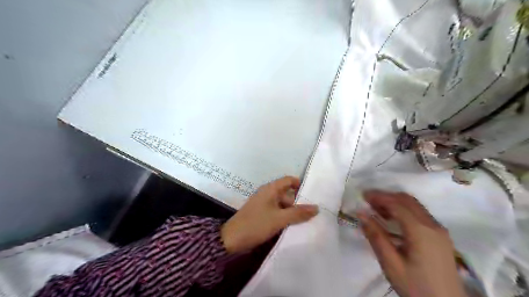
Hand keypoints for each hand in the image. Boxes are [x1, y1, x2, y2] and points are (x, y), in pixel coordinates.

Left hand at [221, 175, 317, 253]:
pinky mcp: (261, 213)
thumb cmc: (256, 224)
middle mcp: (267, 193)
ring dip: (292, 211)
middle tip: (313, 212)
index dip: (301, 184)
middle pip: (287, 193)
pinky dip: (285, 216)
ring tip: (306, 220)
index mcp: (270, 189)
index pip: (289, 180)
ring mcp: (263, 204)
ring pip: (282, 204)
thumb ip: (298, 213)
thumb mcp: (279, 219)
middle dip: (299, 201)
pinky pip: (277, 211)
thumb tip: (316, 207)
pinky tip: (293, 225)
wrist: (231, 239)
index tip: (313, 194)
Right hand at [360, 190, 465, 296]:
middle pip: (408, 200)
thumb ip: (376, 236)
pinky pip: (420, 214)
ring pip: (415, 206)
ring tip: (377, 209)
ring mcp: (439, 230)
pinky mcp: (440, 236)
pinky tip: (393, 220)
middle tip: (368, 201)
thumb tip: (361, 214)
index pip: (398, 204)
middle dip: (387, 197)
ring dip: (395, 202)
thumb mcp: (391, 264)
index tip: (363, 195)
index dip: (379, 197)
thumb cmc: (416, 287)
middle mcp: (433, 225)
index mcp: (421, 231)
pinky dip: (404, 210)